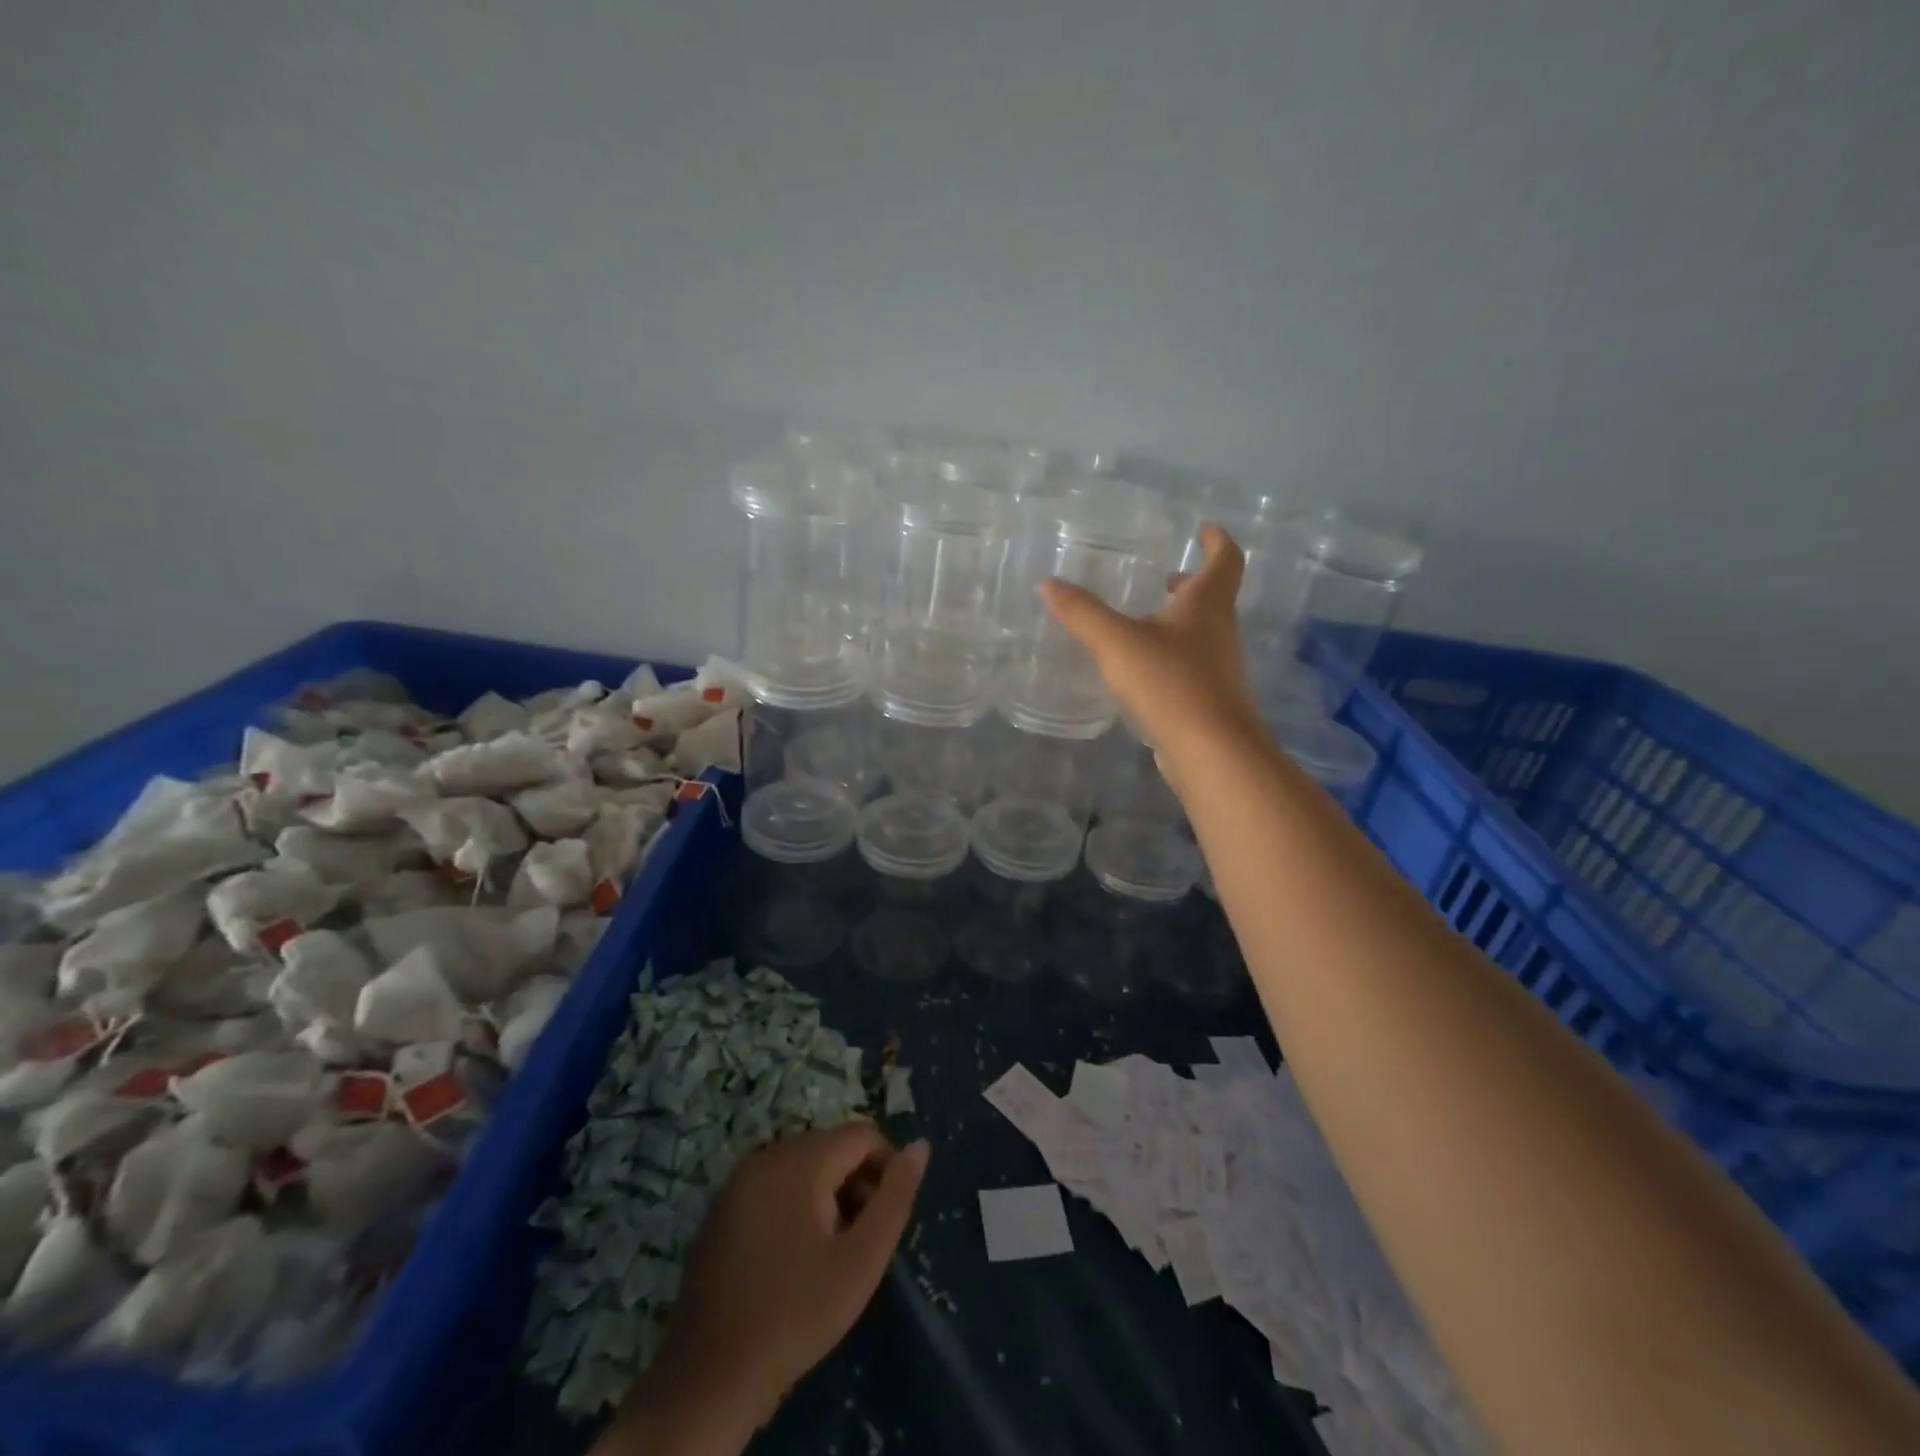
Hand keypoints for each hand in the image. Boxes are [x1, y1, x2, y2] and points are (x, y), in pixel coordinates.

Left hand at [659, 1123, 929, 1428]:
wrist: (708, 1379)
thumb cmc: (796, 1316)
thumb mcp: (861, 1261)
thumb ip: (895, 1198)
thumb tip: (920, 1145)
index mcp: (801, 1159)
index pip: (862, 1134)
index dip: (886, 1168)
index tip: (885, 1219)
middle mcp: (767, 1153)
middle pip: (831, 1147)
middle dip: (855, 1182)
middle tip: (858, 1242)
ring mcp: (737, 1179)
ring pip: (802, 1165)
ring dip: (826, 1194)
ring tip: (828, 1253)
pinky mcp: (720, 1207)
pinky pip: (772, 1184)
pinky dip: (793, 1204)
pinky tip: (791, 1258)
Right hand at [1041, 525, 1263, 762]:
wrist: (1211, 751)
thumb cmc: (1171, 684)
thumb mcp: (1117, 643)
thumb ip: (1082, 613)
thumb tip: (1048, 584)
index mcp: (1206, 605)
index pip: (1225, 559)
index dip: (1217, 540)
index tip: (1205, 529)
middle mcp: (1220, 631)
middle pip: (1215, 597)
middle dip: (1193, 583)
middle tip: (1168, 576)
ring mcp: (1219, 668)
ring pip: (1204, 633)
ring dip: (1181, 621)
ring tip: (1147, 622)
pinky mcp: (1210, 700)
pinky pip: (1193, 665)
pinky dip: (1173, 655)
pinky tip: (1145, 670)